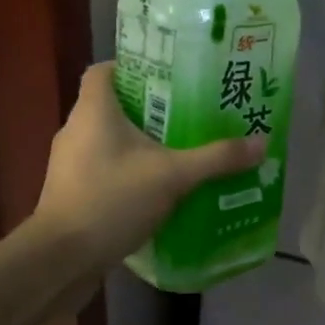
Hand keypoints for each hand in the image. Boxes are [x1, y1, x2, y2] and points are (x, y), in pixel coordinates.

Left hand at [34, 62, 266, 270]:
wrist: (62, 258)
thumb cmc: (112, 200)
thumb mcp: (173, 176)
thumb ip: (216, 158)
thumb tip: (262, 142)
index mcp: (93, 110)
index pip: (105, 70)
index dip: (134, 67)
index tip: (168, 77)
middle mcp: (76, 129)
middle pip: (113, 105)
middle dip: (150, 109)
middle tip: (189, 114)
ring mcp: (69, 163)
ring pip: (108, 140)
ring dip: (140, 144)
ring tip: (180, 151)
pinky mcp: (71, 192)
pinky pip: (104, 169)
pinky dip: (128, 172)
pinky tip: (157, 188)